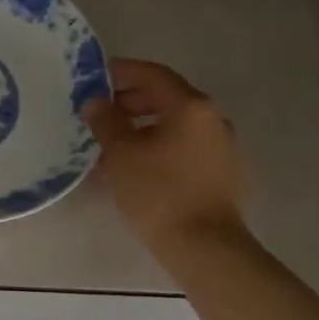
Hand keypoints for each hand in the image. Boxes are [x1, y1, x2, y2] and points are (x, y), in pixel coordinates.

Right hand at [81, 58, 246, 246]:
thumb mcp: (121, 153)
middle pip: (166, 99)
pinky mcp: (222, 174)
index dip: (123, 71)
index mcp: (191, 107)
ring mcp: (222, 148)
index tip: (96, 76)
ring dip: (142, 129)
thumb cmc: (159, 192)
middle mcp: (212, 120)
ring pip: (174, 126)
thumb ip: (106, 121)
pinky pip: (184, 148)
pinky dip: (158, 148)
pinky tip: (135, 169)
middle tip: (100, 115)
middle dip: (130, 103)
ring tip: (111, 147)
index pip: (153, 74)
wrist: (205, 248)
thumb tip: (96, 102)